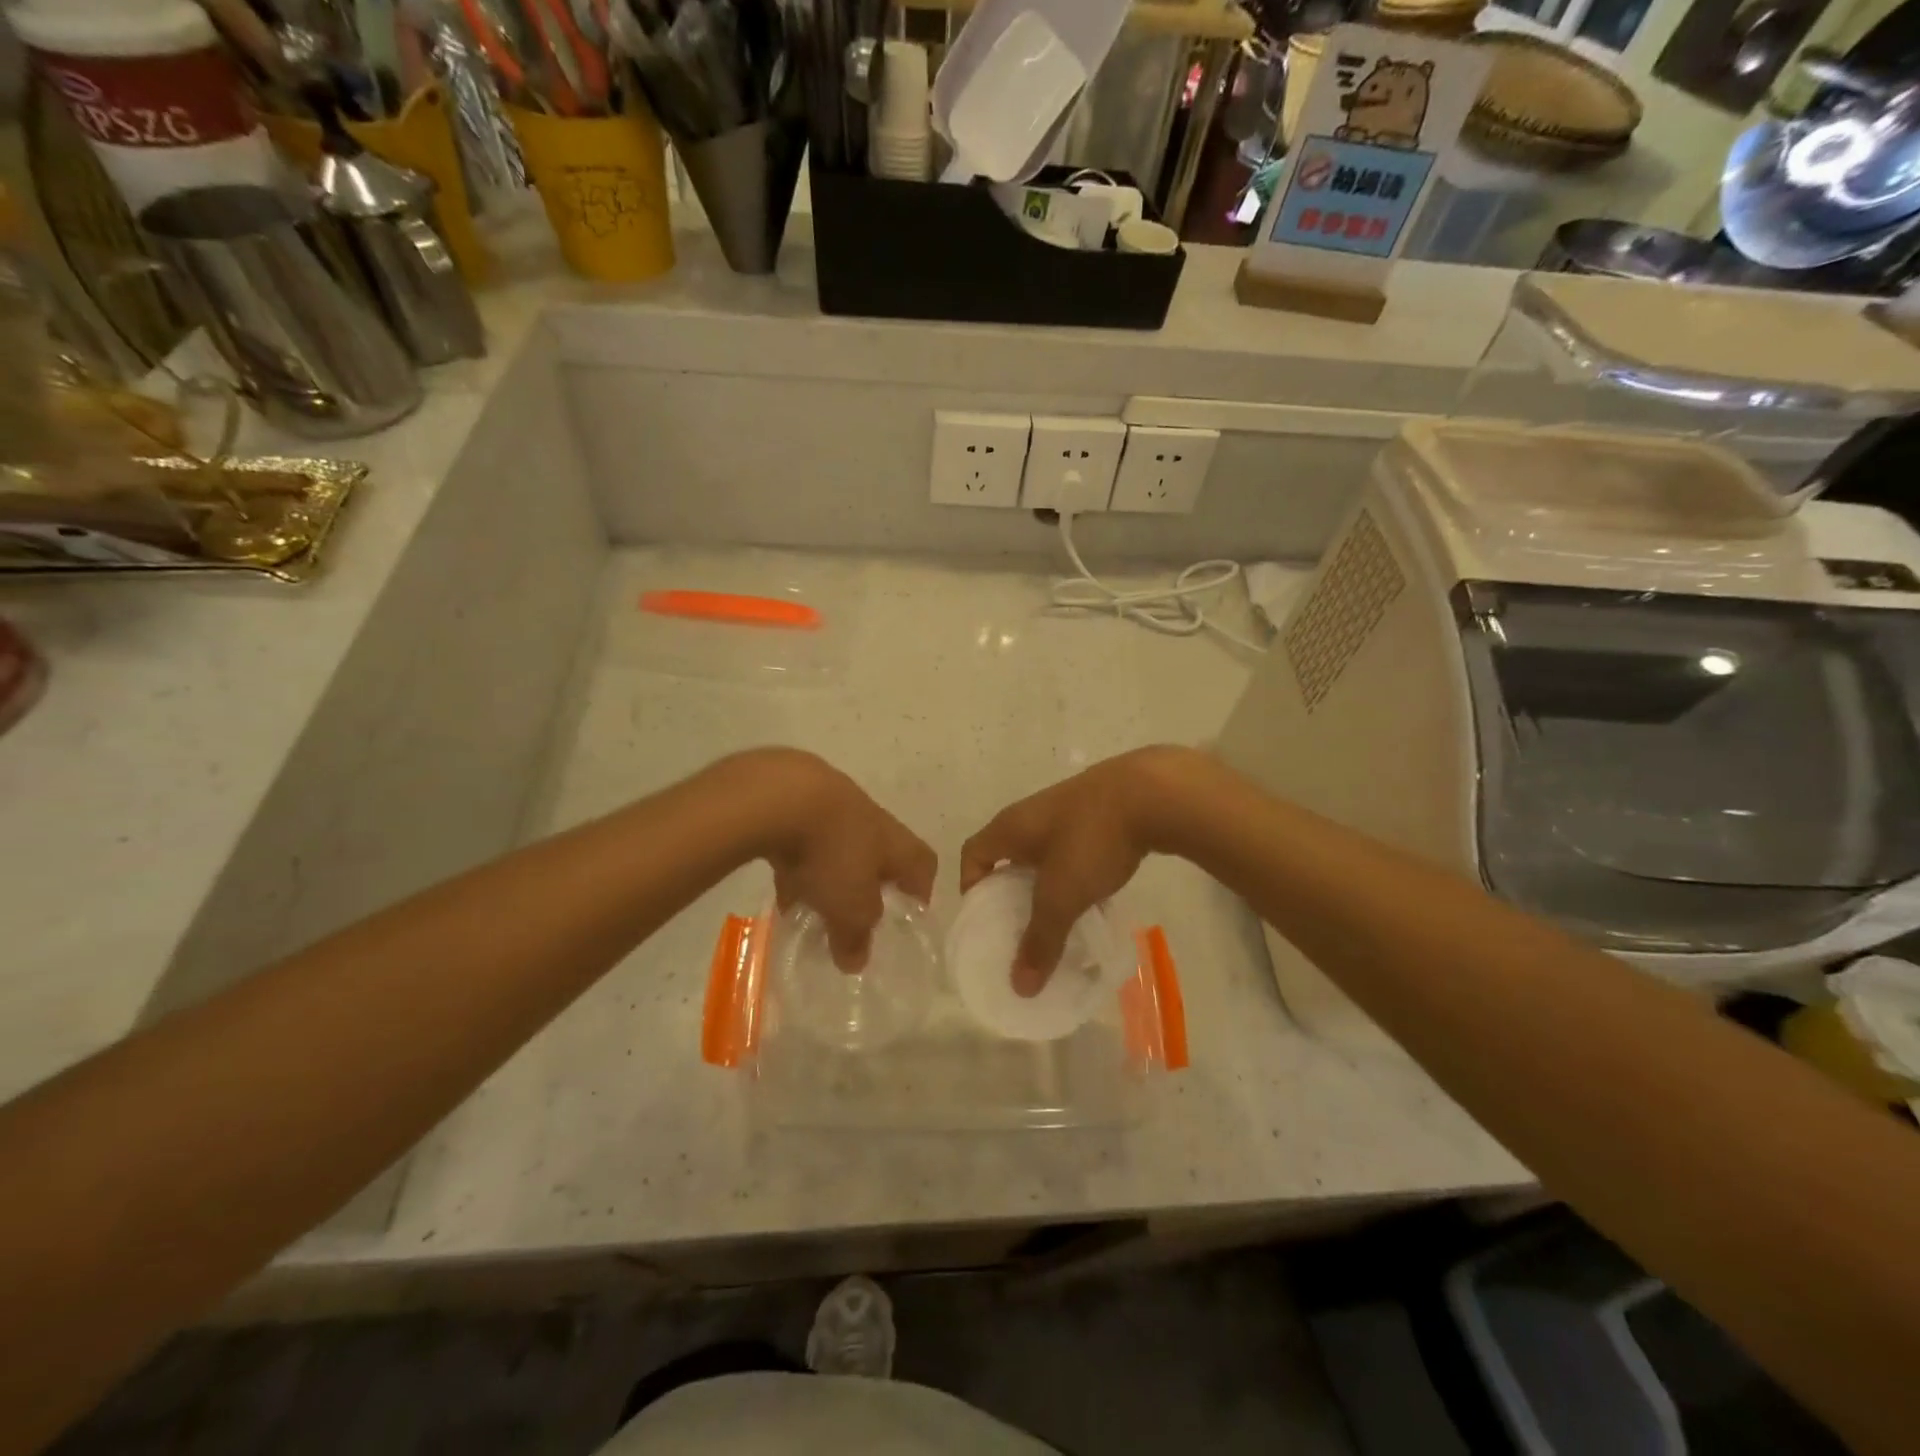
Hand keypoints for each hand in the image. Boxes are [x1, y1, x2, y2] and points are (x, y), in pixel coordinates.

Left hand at [726, 749, 936, 971]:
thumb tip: (856, 962)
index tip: (908, 917)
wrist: (782, 794)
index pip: (924, 864)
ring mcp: (834, 807)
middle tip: (856, 917)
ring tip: (814, 908)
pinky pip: (806, 842)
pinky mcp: (798, 803)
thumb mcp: (849, 907)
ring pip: (840, 848)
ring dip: (831, 876)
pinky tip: (781, 888)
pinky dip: (799, 864)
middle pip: (881, 856)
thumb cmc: (833, 852)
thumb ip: (855, 936)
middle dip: (869, 887)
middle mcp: (872, 821)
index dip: (921, 891)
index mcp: (896, 842)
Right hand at [960, 747, 1192, 995]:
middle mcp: (1031, 815)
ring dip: (1046, 886)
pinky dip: (1076, 876)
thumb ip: (1039, 940)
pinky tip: (1096, 900)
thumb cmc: (1090, 840)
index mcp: (1009, 827)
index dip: (971, 887)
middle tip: (1021, 930)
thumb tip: (1019, 987)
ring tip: (1059, 921)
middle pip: (1008, 857)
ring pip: (1044, 856)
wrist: (1151, 793)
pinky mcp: (1097, 813)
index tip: (984, 921)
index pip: (972, 854)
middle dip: (1011, 894)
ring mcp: (1066, 811)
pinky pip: (1074, 851)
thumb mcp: (1061, 896)